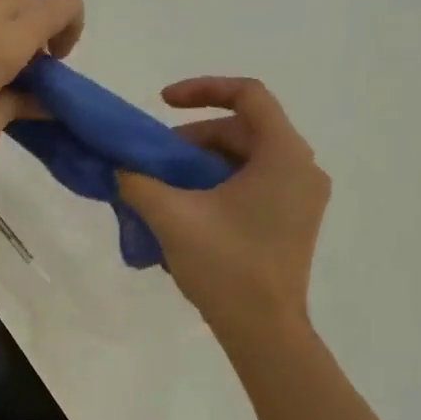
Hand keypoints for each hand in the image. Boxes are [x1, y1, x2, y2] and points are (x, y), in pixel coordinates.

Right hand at [116, 78, 329, 348]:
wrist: (263, 329)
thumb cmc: (225, 266)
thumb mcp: (172, 217)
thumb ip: (139, 182)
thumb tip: (120, 167)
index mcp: (283, 156)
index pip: (249, 95)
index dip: (202, 89)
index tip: (161, 103)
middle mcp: (301, 168)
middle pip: (243, 129)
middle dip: (192, 138)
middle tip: (154, 161)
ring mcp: (301, 197)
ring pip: (246, 158)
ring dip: (201, 163)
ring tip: (164, 188)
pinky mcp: (292, 220)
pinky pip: (253, 183)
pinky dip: (217, 184)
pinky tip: (187, 209)